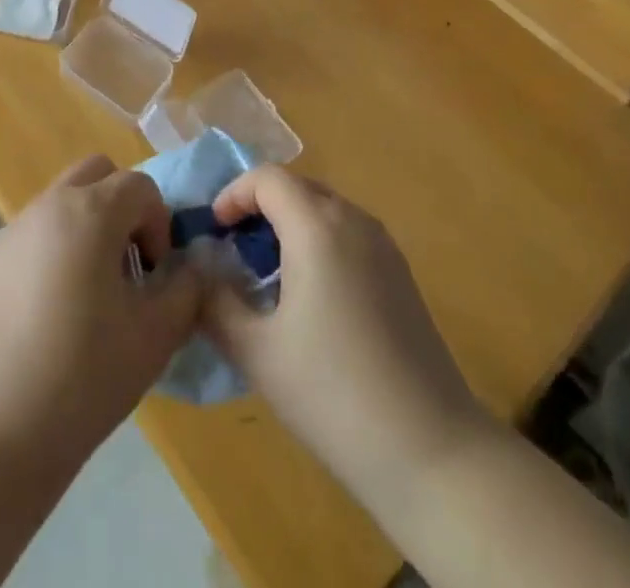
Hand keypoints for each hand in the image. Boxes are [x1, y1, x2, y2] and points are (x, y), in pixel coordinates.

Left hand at [0, 156, 200, 466]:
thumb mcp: (155, 337)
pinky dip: (57, 248)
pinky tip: (54, 313)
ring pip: (63, 201)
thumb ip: (186, 290)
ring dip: (89, 226)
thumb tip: (191, 268)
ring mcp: (13, 230)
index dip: (159, 223)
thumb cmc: (82, 377)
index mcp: (90, 212)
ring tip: (93, 294)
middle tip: (129, 265)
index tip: (156, 274)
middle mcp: (49, 206)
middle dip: (123, 207)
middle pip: (97, 174)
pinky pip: (36, 232)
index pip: (140, 186)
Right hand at [202, 167, 481, 507]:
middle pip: (297, 187)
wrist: (432, 451)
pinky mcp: (401, 274)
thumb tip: (198, 273)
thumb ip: (215, 303)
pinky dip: (318, 243)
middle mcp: (354, 221)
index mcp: (317, 227)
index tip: (214, 231)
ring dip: (289, 225)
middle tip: (233, 250)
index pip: (267, 178)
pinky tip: (311, 297)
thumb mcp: (257, 352)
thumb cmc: (334, 394)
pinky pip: (348, 234)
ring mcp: (384, 246)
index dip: (233, 194)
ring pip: (325, 210)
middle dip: (259, 207)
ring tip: (266, 274)